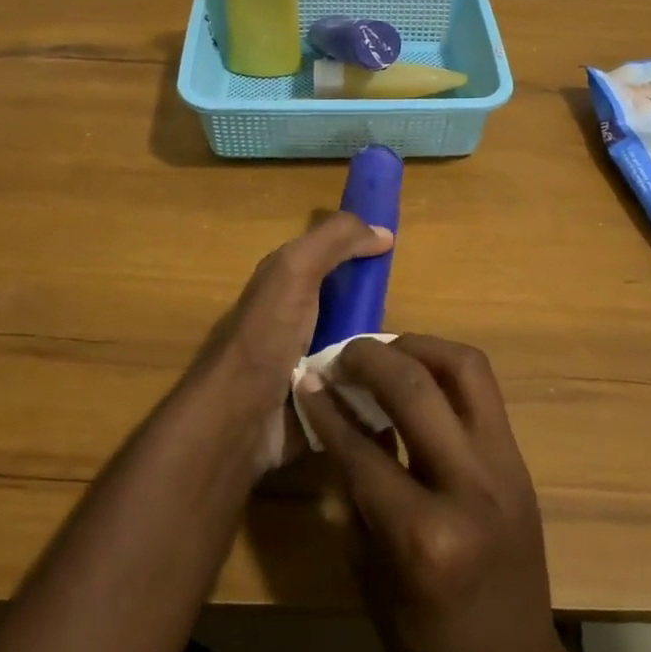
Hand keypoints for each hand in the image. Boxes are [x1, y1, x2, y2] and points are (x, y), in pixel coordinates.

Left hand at [188, 213, 392, 470]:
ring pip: (359, 351)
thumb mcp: (296, 269)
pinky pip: (357, 390)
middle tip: (410, 317)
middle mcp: (297, 321)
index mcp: (287, 284)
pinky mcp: (318, 405)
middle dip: (380, 312)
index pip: (334, 259)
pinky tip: (399, 390)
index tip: (399, 262)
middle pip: (352, 307)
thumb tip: (384, 232)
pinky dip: (375, 389)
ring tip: (415, 359)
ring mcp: (307, 366)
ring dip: (382, 355)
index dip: (364, 255)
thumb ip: (335, 241)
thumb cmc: (266, 335)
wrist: (236, 420)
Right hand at [295, 335, 566, 651]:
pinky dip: (446, 371)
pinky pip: (483, 392)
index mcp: (422, 536)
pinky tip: (419, 377)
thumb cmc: (428, 648)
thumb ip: (356, 490)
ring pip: (465, 369)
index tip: (306, 377)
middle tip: (344, 354)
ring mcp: (504, 468)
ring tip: (386, 350)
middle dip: (370, 358)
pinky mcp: (521, 461)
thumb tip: (336, 418)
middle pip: (416, 388)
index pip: (362, 447)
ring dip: (420, 347)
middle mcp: (469, 487)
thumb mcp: (372, 576)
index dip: (327, 407)